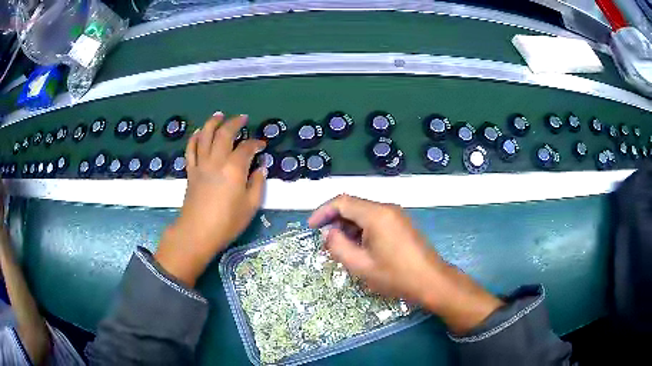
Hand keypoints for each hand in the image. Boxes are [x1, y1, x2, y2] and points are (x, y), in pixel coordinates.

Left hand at [155, 113, 266, 286]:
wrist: (197, 233)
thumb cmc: (227, 223)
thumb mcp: (250, 207)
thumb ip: (257, 185)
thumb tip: (260, 169)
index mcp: (234, 169)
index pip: (246, 148)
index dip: (256, 143)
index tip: (261, 145)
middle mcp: (216, 161)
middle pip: (224, 134)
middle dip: (234, 123)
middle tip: (242, 118)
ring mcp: (201, 164)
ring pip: (205, 136)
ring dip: (212, 123)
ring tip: (219, 115)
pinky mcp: (191, 171)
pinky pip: (191, 149)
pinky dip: (195, 138)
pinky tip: (199, 132)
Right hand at [308, 194, 503, 333]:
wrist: (431, 281)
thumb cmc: (395, 275)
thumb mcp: (360, 265)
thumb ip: (338, 246)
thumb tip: (329, 233)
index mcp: (376, 214)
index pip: (342, 201)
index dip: (323, 212)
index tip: (311, 227)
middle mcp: (386, 208)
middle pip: (353, 206)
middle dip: (335, 221)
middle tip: (326, 243)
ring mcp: (396, 215)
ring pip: (364, 213)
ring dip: (348, 227)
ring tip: (341, 248)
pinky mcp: (401, 223)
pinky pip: (375, 220)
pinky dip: (361, 230)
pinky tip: (359, 247)